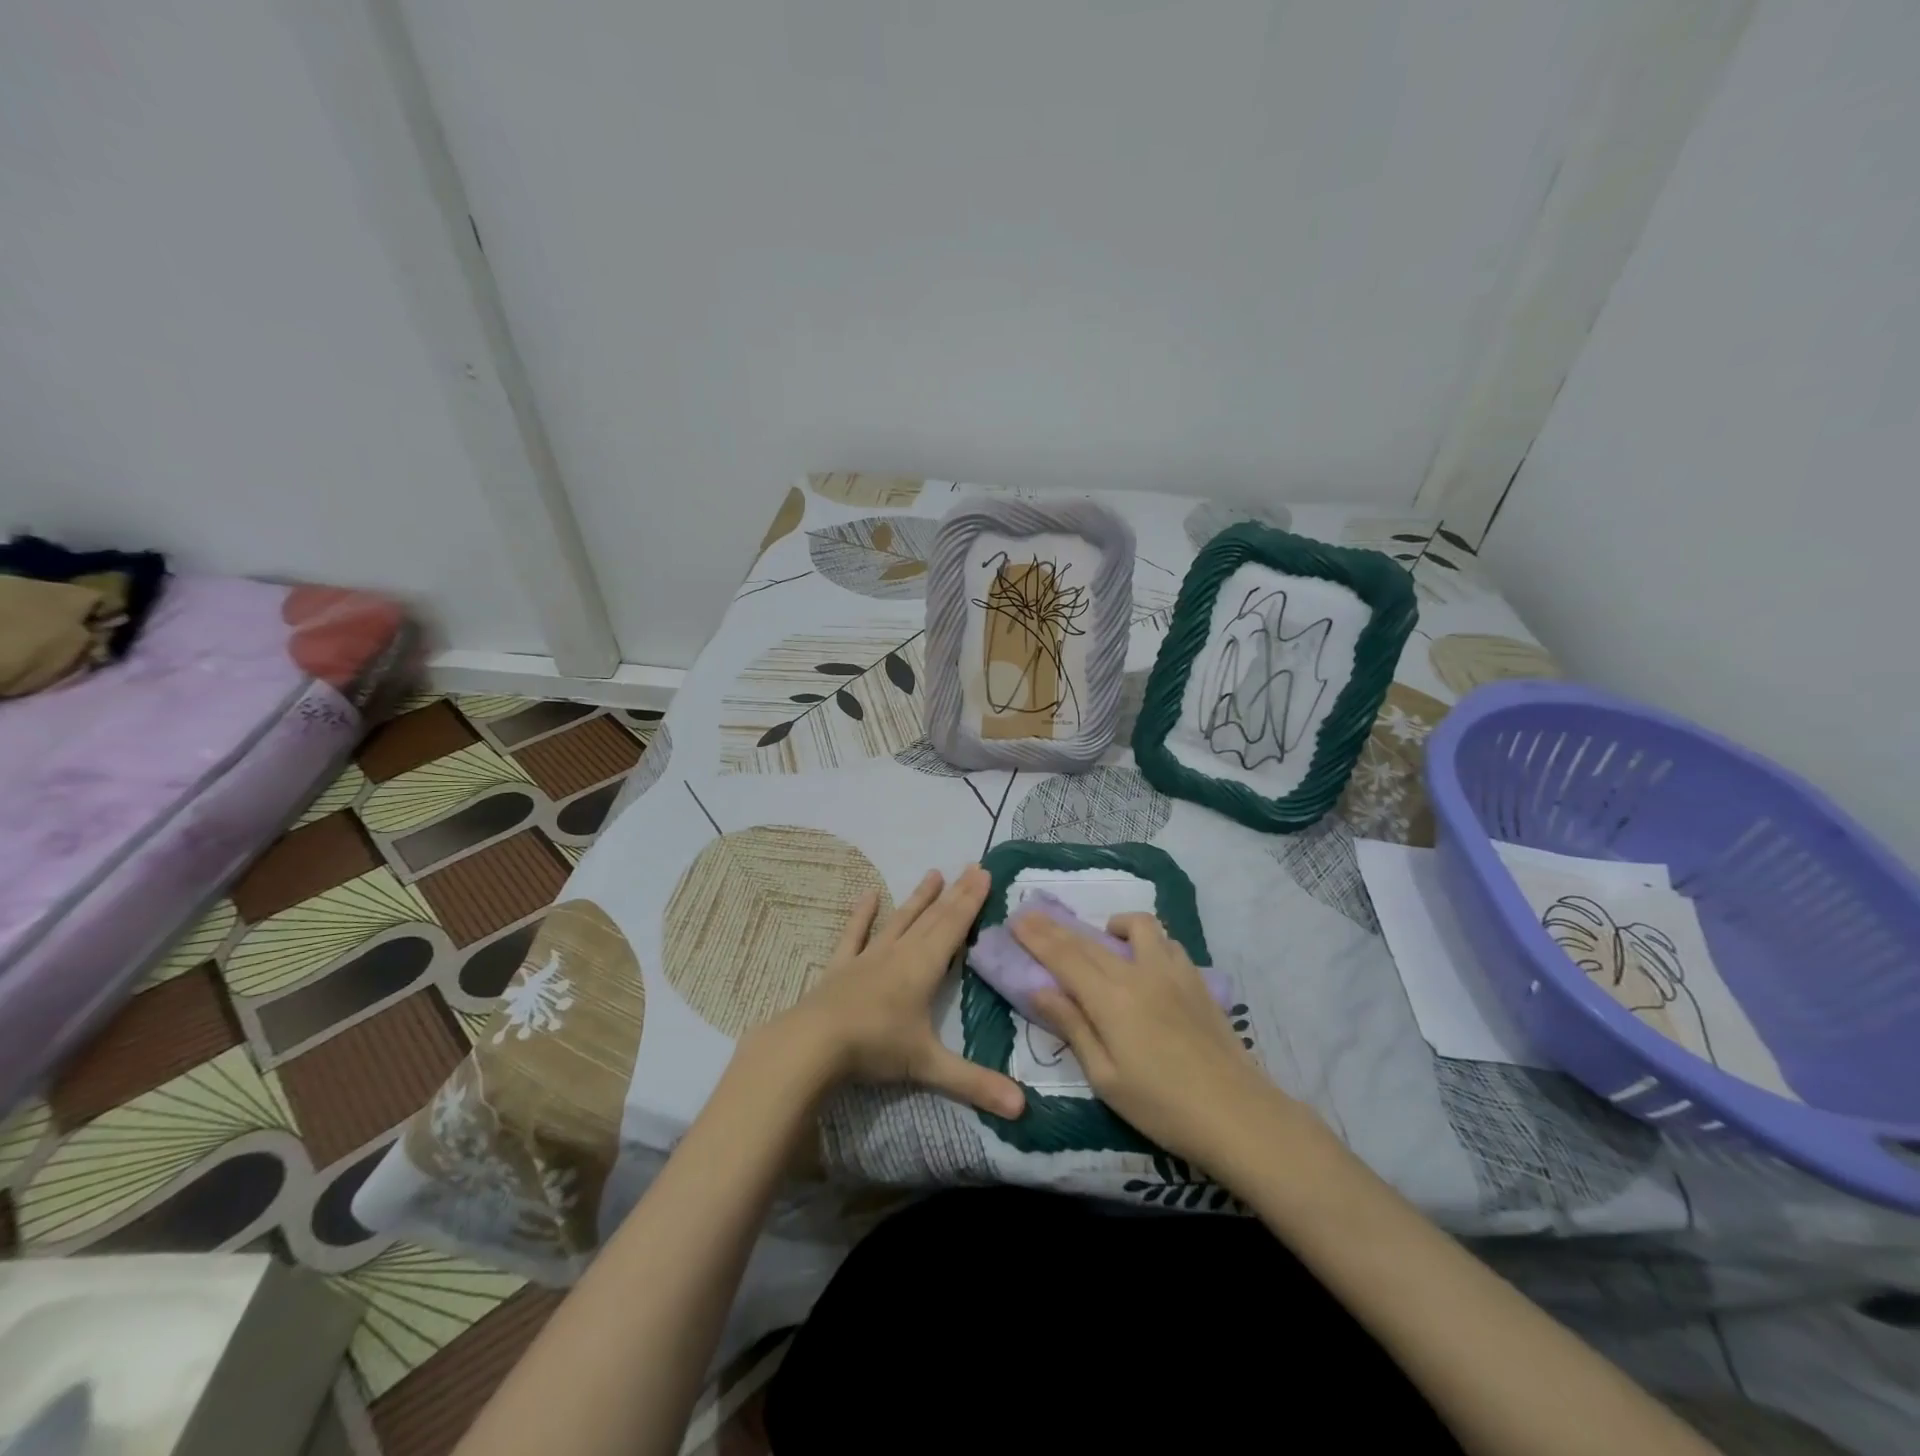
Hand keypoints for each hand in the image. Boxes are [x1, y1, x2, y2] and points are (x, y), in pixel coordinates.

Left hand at [766, 865, 1024, 1118]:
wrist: (813, 1044)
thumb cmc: (876, 1048)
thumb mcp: (929, 1067)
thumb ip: (975, 1084)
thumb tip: (1023, 1109)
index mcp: (924, 967)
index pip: (954, 926)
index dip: (971, 900)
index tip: (984, 872)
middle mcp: (900, 952)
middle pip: (933, 917)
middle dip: (955, 893)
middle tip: (971, 867)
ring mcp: (869, 957)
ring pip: (900, 920)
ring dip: (918, 898)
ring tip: (933, 873)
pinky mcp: (842, 966)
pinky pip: (855, 935)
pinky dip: (862, 915)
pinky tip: (868, 894)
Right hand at [1013, 909, 1285, 1165]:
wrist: (1238, 1115)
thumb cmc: (1162, 1107)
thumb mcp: (1105, 1078)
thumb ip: (1073, 1027)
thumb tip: (1040, 989)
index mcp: (1110, 999)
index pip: (1064, 957)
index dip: (1037, 936)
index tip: (1016, 918)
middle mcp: (1138, 973)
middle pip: (1090, 941)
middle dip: (1057, 927)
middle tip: (1035, 915)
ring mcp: (1172, 972)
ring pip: (1137, 927)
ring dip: (1111, 926)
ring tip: (1103, 938)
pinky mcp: (1197, 980)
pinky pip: (1167, 942)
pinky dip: (1147, 940)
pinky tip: (1145, 960)